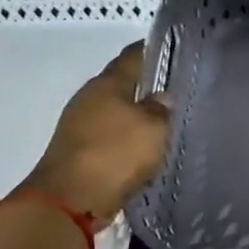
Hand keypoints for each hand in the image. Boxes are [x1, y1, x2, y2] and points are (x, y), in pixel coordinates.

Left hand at [21, 43, 171, 217]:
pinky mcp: (79, 150)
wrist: (70, 200)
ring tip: (167, 120)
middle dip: (148, 85)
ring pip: (117, 110)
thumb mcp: (153, 128)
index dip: (154, 49)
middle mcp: (90, 98)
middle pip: (123, 83)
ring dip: (137, 113)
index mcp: (107, 83)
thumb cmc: (115, 153)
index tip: (176, 48)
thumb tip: (163, 97)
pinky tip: (146, 144)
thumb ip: (161, 109)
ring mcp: (80, 125)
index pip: (134, 55)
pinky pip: (111, 135)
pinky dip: (128, 136)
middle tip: (179, 89)